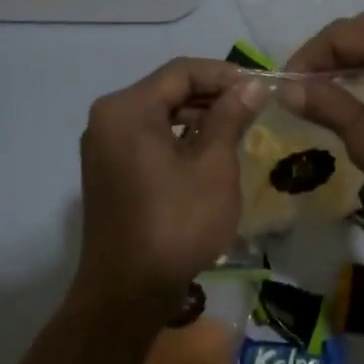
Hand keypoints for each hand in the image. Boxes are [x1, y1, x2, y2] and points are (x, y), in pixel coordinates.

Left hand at [74, 58, 267, 316]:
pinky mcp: (108, 170)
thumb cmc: (176, 223)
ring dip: (197, 116)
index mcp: (127, 109)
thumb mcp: (214, 166)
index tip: (260, 87)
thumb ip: (230, 117)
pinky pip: (147, 138)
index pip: (182, 72)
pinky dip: (178, 137)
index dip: (224, 74)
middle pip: (167, 90)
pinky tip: (209, 150)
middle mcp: (107, 119)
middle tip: (254, 107)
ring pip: (158, 114)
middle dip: (212, 94)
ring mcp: (103, 146)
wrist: (128, 291)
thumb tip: (250, 86)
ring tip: (238, 128)